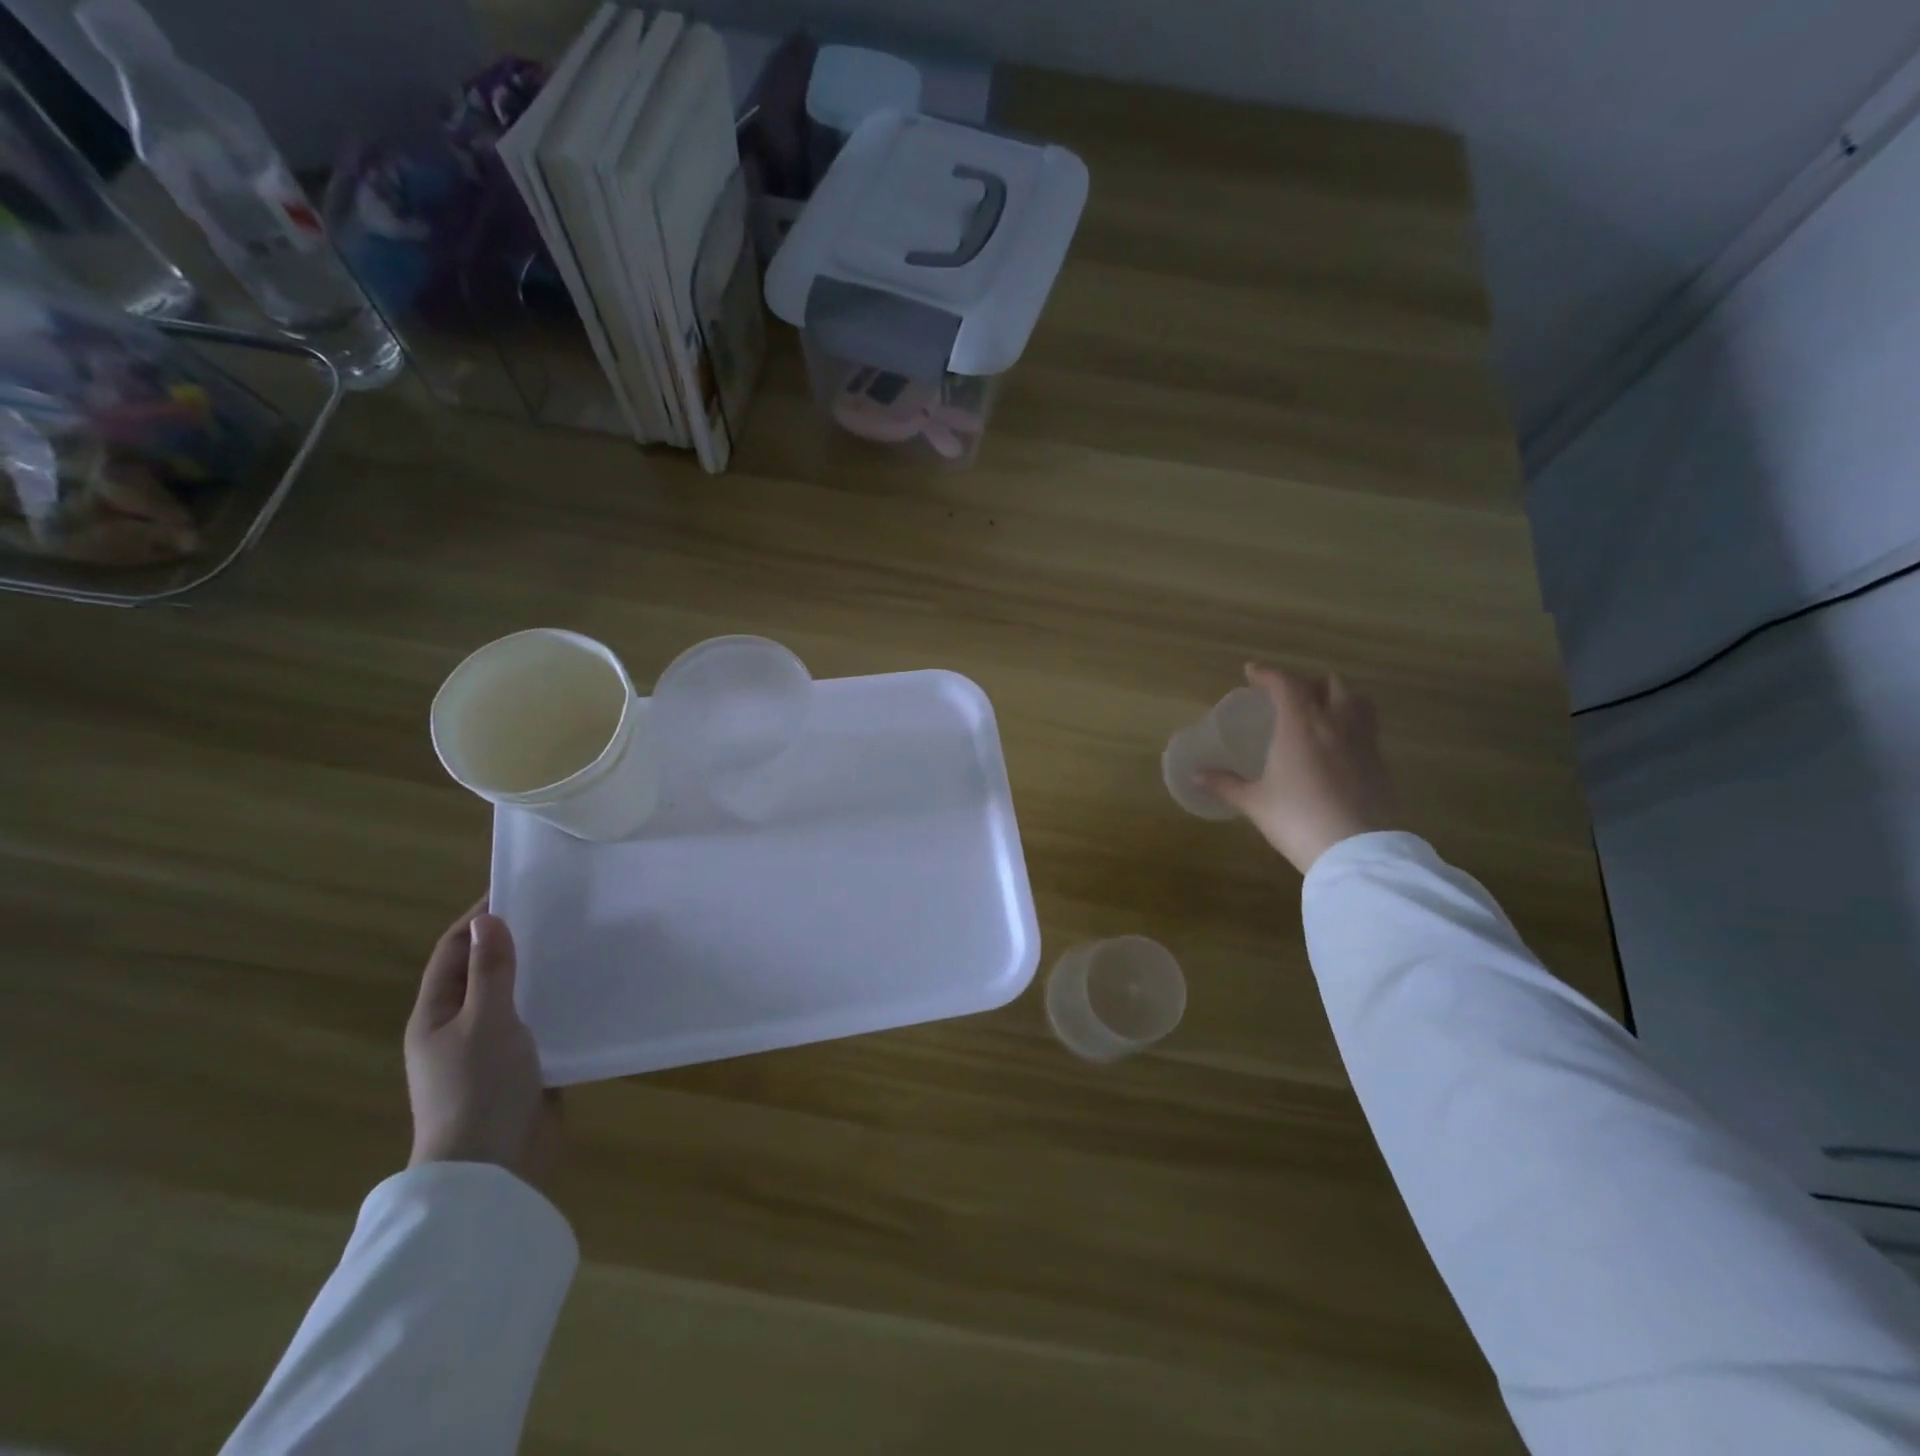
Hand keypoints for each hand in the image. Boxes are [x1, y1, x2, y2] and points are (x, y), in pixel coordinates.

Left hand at [405, 901, 559, 1185]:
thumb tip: (489, 918)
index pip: (453, 950)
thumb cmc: (479, 1088)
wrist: (492, 1168)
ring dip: (537, 970)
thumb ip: (490, 971)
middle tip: (557, 912)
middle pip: (482, 970)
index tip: (517, 888)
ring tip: (578, 943)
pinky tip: (584, 990)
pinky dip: (554, 1001)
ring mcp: (488, 1049)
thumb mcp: (486, 1021)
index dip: (479, 918)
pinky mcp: (520, 1066)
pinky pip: (536, 1021)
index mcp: (435, 1014)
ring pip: (513, 995)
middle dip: (512, 940)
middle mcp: (457, 1027)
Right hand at [1198, 663, 1399, 874]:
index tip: (1251, 672)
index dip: (1267, 674)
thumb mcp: (1255, 803)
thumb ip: (1225, 784)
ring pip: (1357, 701)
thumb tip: (1195, 775)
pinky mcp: (1380, 763)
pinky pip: (1367, 728)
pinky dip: (1351, 724)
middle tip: (1288, 696)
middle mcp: (1335, 724)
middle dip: (1307, 683)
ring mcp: (1363, 742)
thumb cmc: (1297, 819)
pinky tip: (1338, 745)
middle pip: (1329, 684)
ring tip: (1320, 711)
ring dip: (1337, 697)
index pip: (1286, 684)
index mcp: (1301, 725)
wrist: (1356, 850)